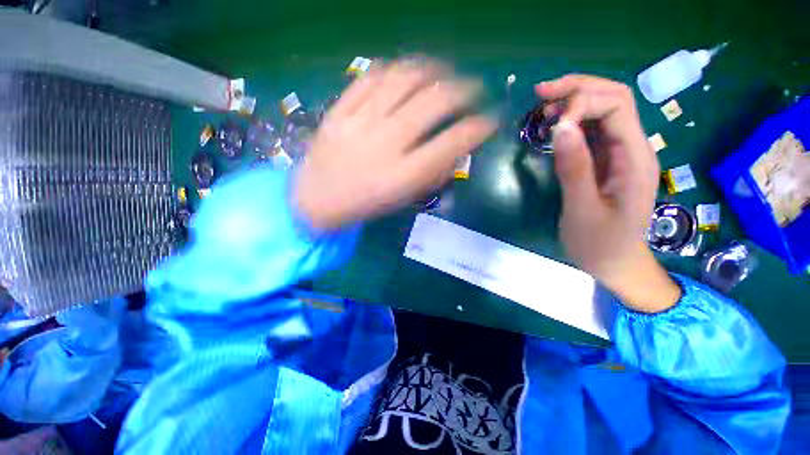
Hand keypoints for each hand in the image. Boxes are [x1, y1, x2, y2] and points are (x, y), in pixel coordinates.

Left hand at [294, 59, 495, 230]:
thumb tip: (456, 149)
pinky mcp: (339, 110)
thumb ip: (431, 175)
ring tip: (445, 71)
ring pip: (404, 79)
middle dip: (464, 90)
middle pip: (433, 102)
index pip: (451, 143)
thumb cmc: (364, 204)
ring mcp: (359, 123)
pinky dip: (396, 68)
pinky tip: (408, 71)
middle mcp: (385, 144)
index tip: (490, 121)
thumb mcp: (402, 198)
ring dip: (433, 69)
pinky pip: (371, 76)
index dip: (478, 128)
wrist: (316, 199)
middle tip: (474, 88)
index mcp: (402, 175)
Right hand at [537, 75, 680, 312]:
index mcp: (635, 158)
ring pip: (603, 111)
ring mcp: (620, 154)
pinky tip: (554, 127)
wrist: (615, 264)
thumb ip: (574, 168)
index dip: (583, 104)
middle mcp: (633, 148)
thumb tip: (561, 127)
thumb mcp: (582, 209)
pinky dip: (572, 122)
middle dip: (578, 88)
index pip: (617, 106)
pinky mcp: (606, 162)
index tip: (551, 125)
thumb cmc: (600, 244)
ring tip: (543, 107)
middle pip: (614, 99)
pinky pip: (593, 131)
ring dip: (574, 102)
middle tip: (540, 93)